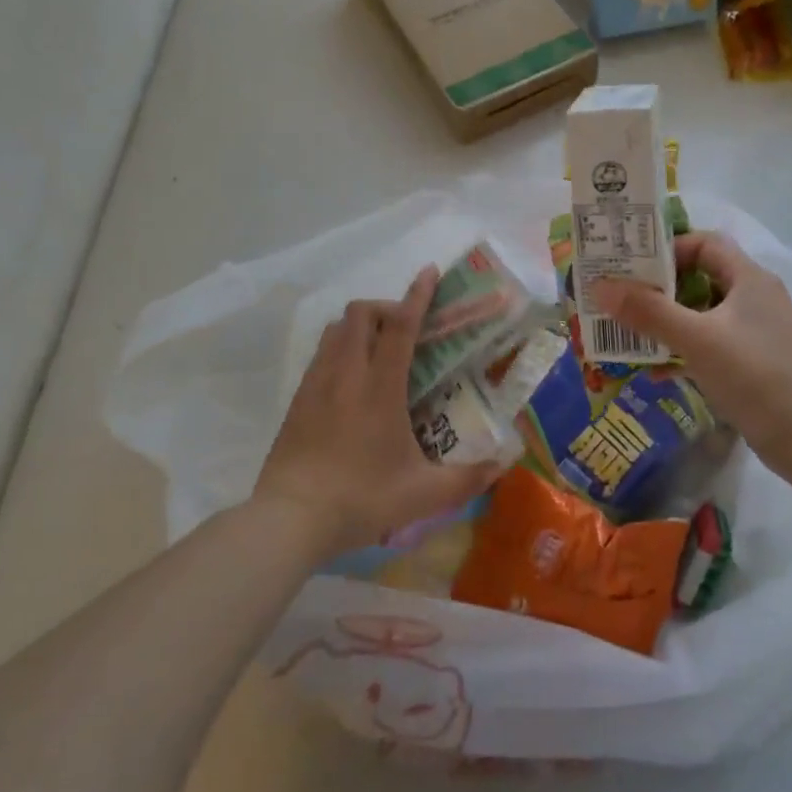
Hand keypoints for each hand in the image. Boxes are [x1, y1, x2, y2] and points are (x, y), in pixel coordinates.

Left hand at [253, 266, 497, 561]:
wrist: (289, 518)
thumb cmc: (360, 500)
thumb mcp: (422, 495)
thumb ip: (466, 478)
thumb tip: (502, 466)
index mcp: (380, 388)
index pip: (401, 327)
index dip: (417, 295)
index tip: (429, 272)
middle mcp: (347, 374)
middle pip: (362, 313)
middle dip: (387, 308)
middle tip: (407, 330)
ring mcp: (317, 383)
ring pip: (337, 328)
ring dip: (361, 325)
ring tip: (380, 350)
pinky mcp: (298, 398)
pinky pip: (321, 352)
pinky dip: (340, 347)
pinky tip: (351, 379)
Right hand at [592, 233, 791, 482]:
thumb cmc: (755, 375)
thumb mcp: (697, 339)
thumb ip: (648, 312)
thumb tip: (599, 286)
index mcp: (749, 279)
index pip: (705, 244)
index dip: (668, 249)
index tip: (633, 268)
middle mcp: (754, 299)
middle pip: (700, 279)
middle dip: (659, 289)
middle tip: (620, 299)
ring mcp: (755, 334)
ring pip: (702, 316)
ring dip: (667, 324)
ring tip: (629, 335)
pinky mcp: (753, 365)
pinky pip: (710, 347)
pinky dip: (684, 353)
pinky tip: (657, 372)